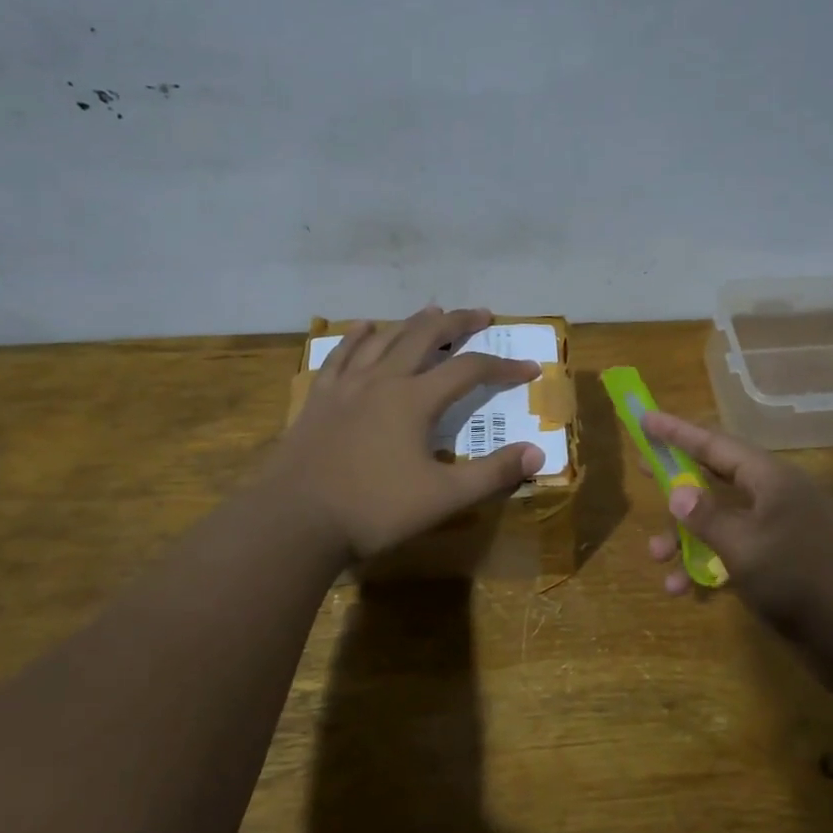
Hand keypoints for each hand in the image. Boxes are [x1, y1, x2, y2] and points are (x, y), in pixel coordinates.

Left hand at [267, 306, 545, 561]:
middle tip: (482, 314)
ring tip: (432, 311)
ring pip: (384, 338)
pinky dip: (357, 337)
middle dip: (458, 323)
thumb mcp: (443, 498)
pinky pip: (341, 355)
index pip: (470, 369)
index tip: (529, 368)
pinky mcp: (319, 399)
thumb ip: (493, 474)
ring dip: (412, 322)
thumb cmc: (374, 510)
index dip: (503, 366)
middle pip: (425, 336)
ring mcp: (346, 386)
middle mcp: (382, 380)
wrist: (294, 521)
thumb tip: (537, 453)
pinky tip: (364, 327)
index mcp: (415, 399)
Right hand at [641, 411, 832, 694]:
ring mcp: (782, 534)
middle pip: (717, 478)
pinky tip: (685, 588)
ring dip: (686, 537)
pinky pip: (735, 554)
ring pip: (721, 522)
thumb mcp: (745, 546)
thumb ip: (707, 517)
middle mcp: (776, 499)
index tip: (644, 418)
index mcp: (771, 480)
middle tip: (644, 471)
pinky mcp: (784, 568)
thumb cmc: (804, 581)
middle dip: (678, 481)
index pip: (715, 444)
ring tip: (657, 559)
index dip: (677, 432)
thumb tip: (677, 491)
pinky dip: (707, 566)